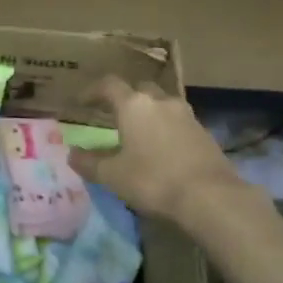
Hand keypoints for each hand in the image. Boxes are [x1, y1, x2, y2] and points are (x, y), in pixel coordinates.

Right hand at [69, 77, 254, 228]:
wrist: (210, 196)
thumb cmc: (153, 180)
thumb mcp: (113, 176)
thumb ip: (90, 163)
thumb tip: (72, 154)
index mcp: (134, 105)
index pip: (109, 85)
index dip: (93, 91)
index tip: (81, 101)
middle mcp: (160, 101)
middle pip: (139, 89)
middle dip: (125, 98)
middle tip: (113, 115)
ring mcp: (186, 114)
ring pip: (161, 104)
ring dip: (148, 113)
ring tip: (139, 132)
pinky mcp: (203, 131)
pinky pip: (178, 121)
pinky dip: (166, 128)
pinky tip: (163, 148)